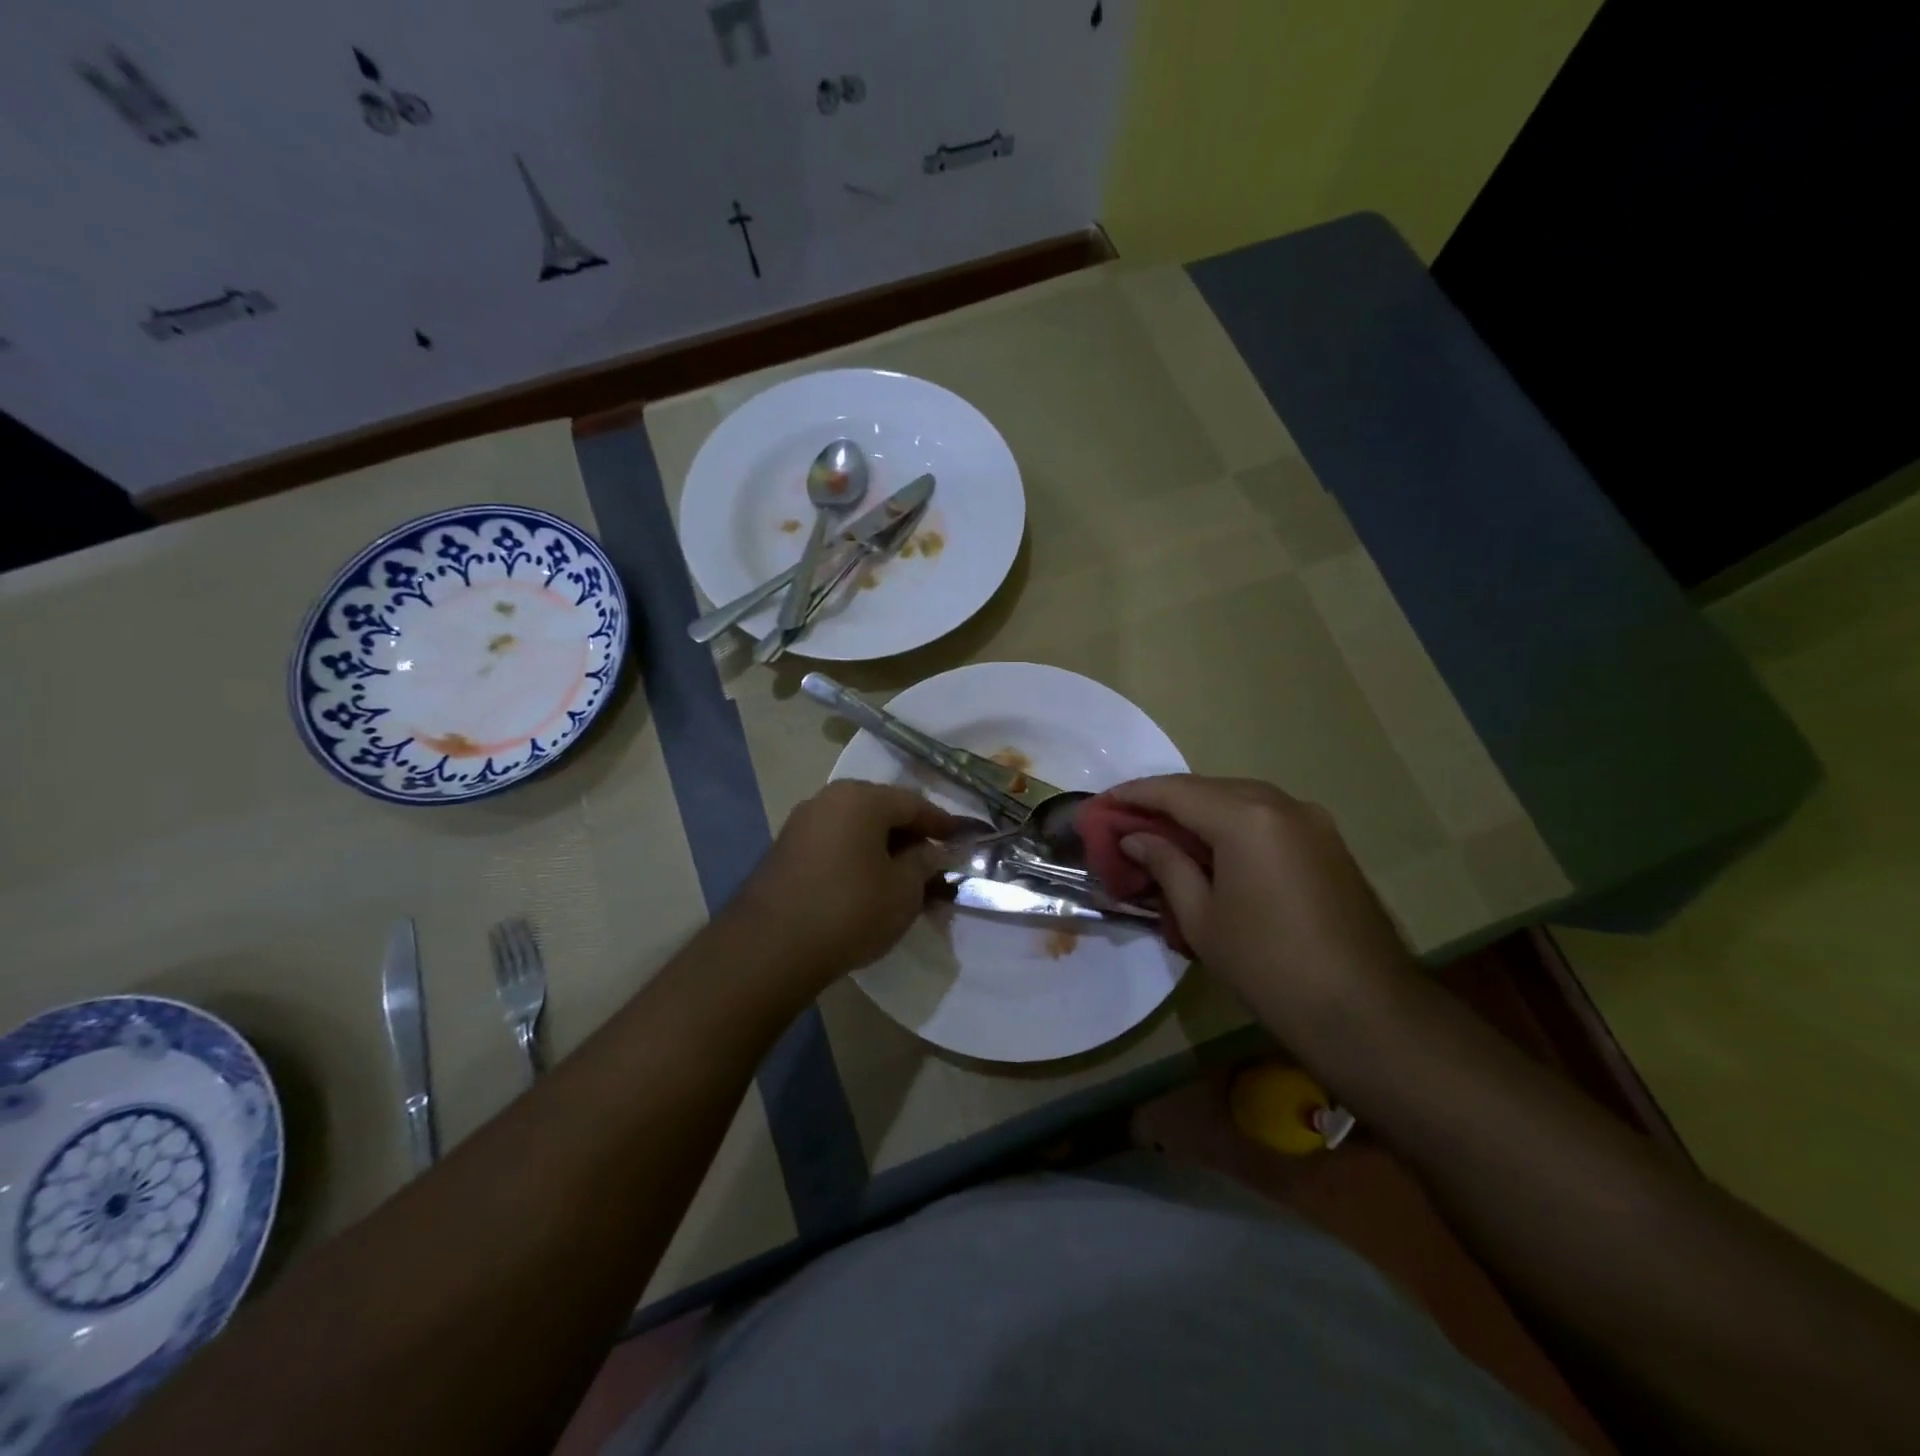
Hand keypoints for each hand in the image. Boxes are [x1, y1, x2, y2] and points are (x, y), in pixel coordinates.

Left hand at [731, 779, 956, 988]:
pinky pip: (834, 845)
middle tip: (934, 865)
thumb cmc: (850, 909)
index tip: (963, 841)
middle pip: (883, 812)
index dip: (942, 824)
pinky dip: (857, 860)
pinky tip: (869, 888)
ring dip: (884, 851)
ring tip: (904, 882)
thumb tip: (933, 852)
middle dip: (912, 838)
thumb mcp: (904, 890)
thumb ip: (925, 863)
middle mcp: (829, 799)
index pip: (914, 803)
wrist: (771, 948)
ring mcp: (802, 824)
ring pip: (857, 830)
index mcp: (862, 798)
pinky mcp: (785, 851)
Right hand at [1108, 776, 1415, 1036]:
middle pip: (1208, 788)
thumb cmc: (1268, 965)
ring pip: (1239, 800)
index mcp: (1246, 817)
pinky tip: (1211, 849)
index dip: (1133, 795)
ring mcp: (1312, 821)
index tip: (1101, 804)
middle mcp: (1281, 804)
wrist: (1365, 1011)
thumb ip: (1166, 864)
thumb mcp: (1201, 917)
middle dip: (1165, 801)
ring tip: (1163, 834)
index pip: (1176, 791)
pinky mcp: (1327, 843)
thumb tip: (1136, 837)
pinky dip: (1231, 825)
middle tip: (1127, 822)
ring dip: (1199, 811)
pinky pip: (1266, 818)